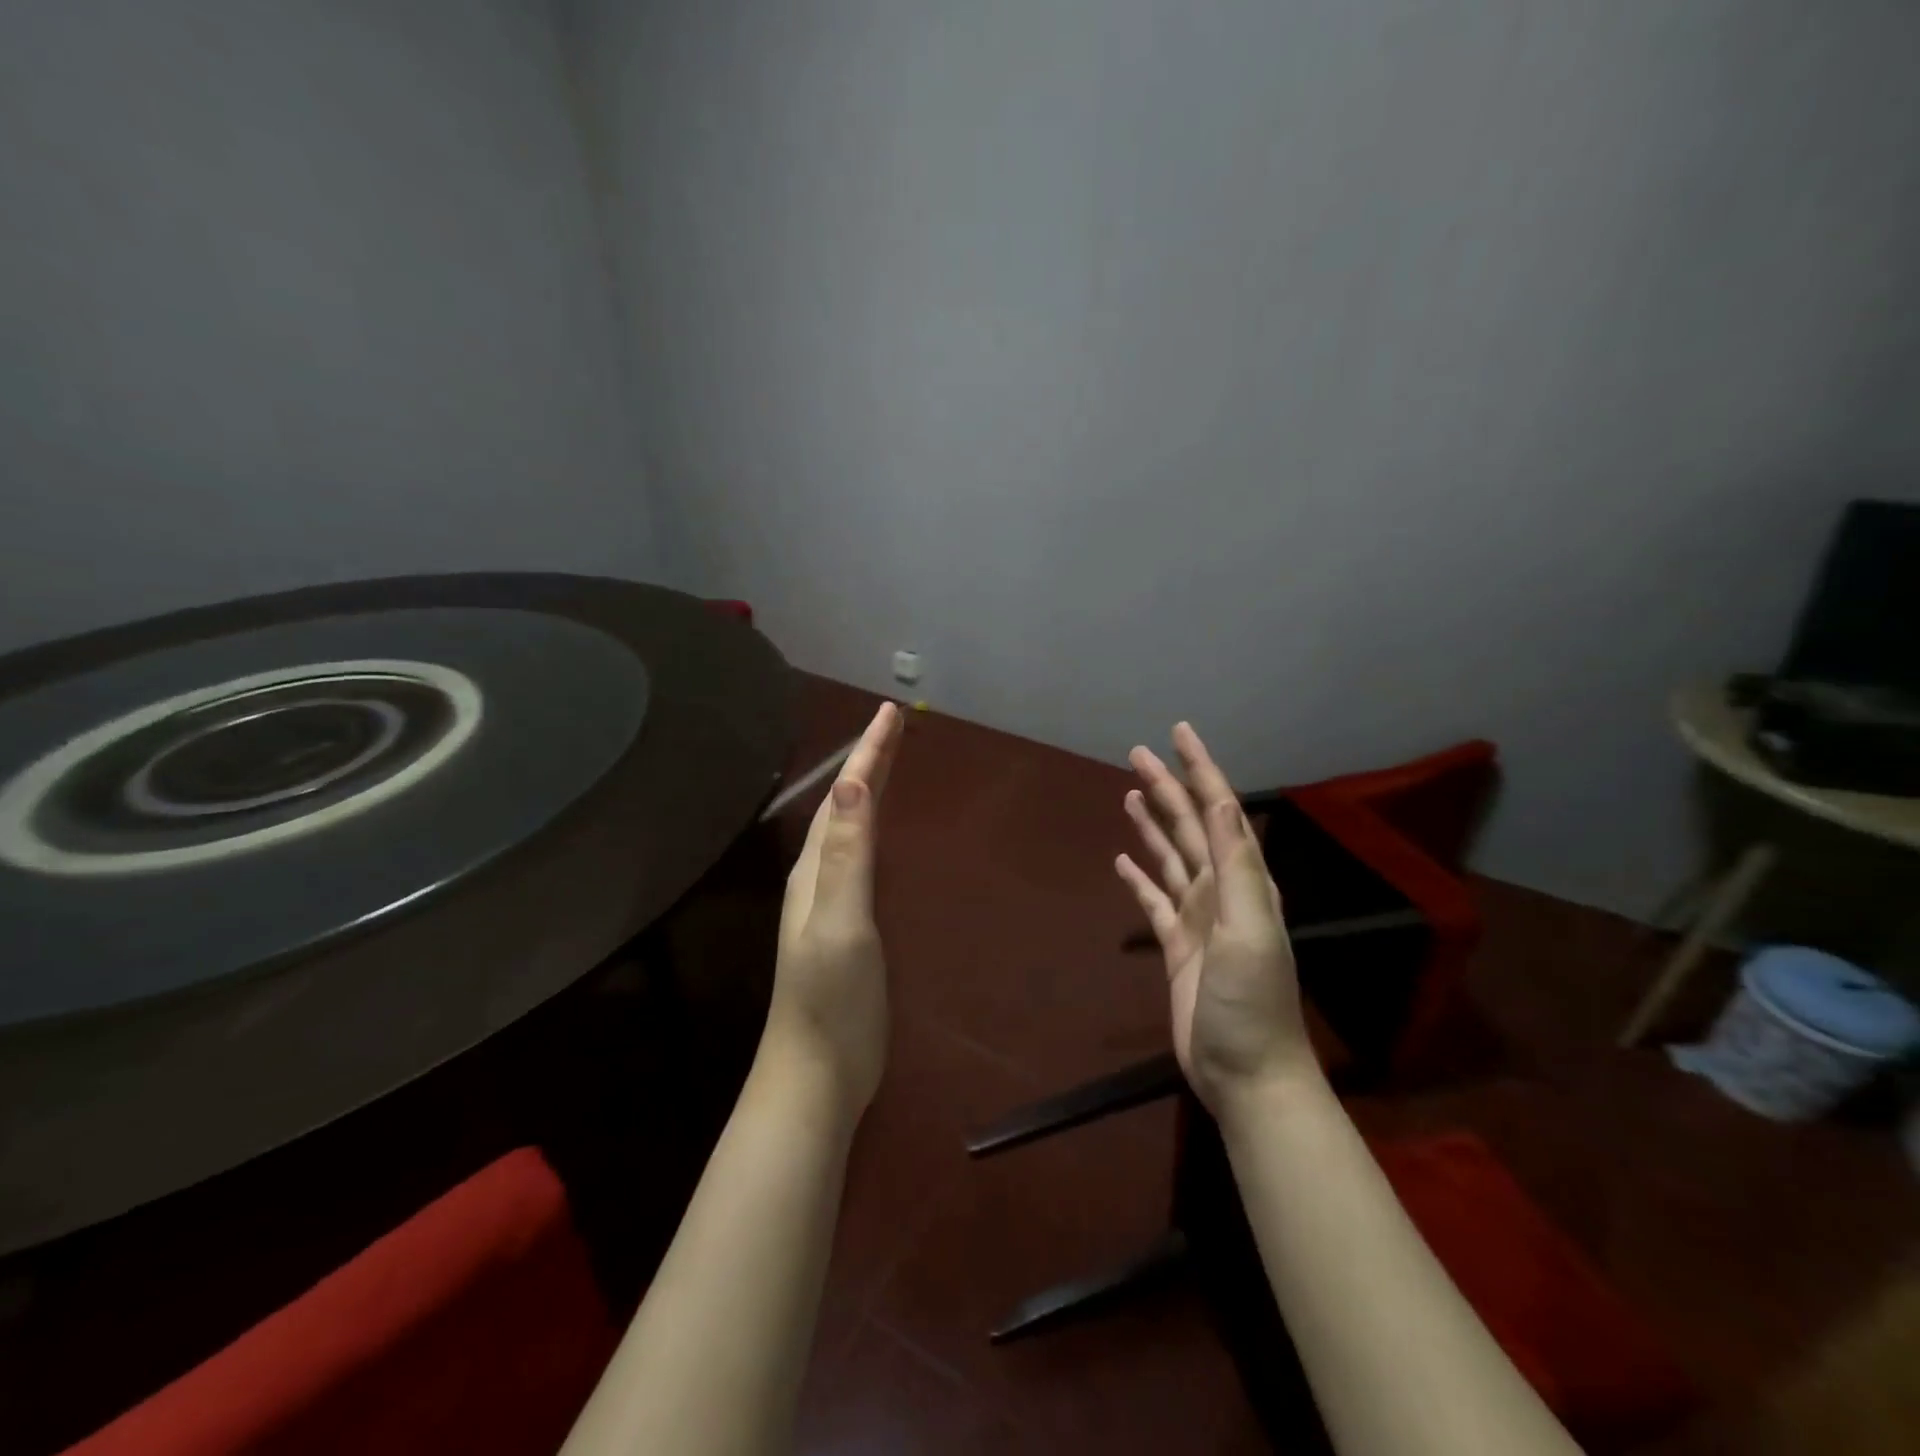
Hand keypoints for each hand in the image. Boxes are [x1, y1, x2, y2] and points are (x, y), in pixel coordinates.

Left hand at [763, 702, 903, 1116]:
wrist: (816, 1077)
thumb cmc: (831, 1001)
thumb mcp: (840, 923)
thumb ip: (845, 855)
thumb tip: (853, 785)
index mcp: (815, 869)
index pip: (846, 796)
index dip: (869, 753)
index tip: (892, 712)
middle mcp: (818, 876)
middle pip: (846, 805)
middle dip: (870, 761)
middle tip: (896, 725)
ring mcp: (830, 903)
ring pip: (851, 829)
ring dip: (870, 791)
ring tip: (890, 763)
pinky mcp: (847, 927)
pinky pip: (861, 858)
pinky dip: (876, 830)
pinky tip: (883, 835)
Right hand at [1115, 722, 1317, 1113]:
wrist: (1247, 1073)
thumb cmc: (1252, 1002)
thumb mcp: (1250, 928)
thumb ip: (1236, 865)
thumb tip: (1221, 801)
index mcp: (1242, 880)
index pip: (1218, 810)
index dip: (1200, 769)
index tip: (1180, 732)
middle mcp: (1220, 890)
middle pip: (1188, 826)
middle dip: (1167, 787)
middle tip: (1137, 754)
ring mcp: (1197, 917)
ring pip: (1169, 857)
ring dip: (1153, 824)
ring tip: (1131, 795)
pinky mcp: (1176, 945)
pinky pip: (1153, 899)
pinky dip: (1139, 877)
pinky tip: (1122, 861)